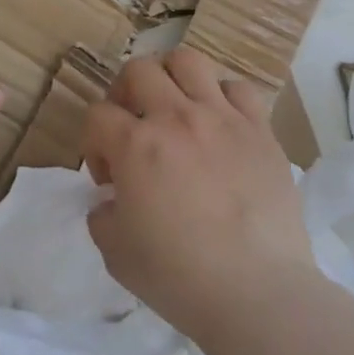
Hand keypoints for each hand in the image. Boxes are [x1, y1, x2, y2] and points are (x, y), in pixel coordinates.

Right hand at [82, 46, 311, 338]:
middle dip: (125, 95)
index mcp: (135, 145)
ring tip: (174, 109)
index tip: (108, 178)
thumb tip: (113, 200)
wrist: (257, 293)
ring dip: (171, 79)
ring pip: (188, 61)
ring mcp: (223, 119)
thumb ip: (103, 215)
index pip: (96, 115)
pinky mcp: (261, 131)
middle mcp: (176, 118)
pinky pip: (239, 88)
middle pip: (138, 70)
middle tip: (133, 128)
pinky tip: (219, 125)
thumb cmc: (178, 276)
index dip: (93, 143)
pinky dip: (221, 97)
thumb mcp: (114, 251)